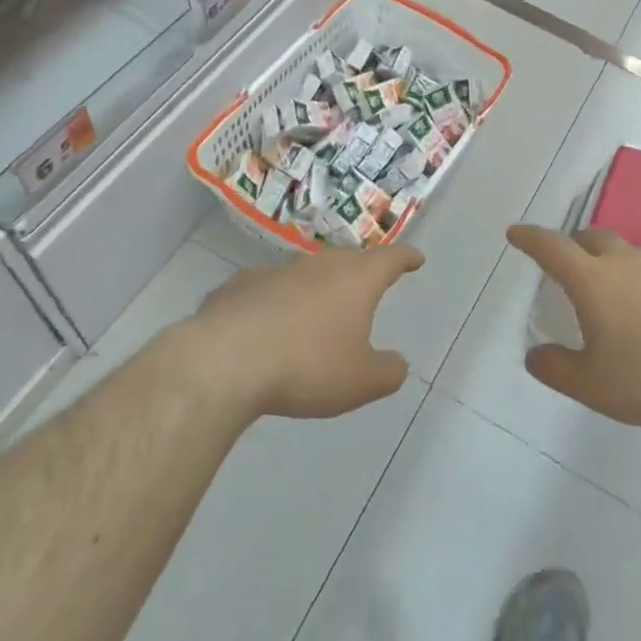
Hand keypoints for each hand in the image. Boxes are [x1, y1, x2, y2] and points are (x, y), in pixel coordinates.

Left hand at [190, 243, 422, 419]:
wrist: (224, 361)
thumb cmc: (306, 366)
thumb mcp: (360, 381)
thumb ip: (387, 371)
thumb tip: (397, 363)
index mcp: (354, 280)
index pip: (389, 259)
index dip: (406, 258)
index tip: (415, 258)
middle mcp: (317, 266)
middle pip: (346, 260)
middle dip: (359, 271)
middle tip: (365, 285)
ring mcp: (275, 272)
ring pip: (304, 273)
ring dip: (314, 288)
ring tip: (315, 313)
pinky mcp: (238, 286)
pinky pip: (266, 291)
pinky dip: (274, 303)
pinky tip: (266, 328)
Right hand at [508, 225, 640, 430]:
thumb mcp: (592, 385)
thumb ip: (556, 369)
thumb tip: (534, 355)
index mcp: (593, 279)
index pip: (552, 247)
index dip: (531, 239)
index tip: (516, 233)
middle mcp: (626, 261)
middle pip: (591, 238)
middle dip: (572, 244)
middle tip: (564, 263)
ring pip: (626, 252)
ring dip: (609, 261)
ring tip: (608, 292)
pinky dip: (640, 280)